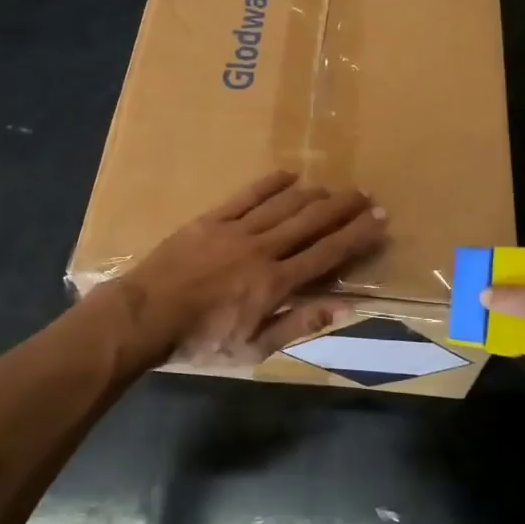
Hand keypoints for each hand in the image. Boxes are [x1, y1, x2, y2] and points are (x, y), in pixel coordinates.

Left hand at [111, 171, 387, 366]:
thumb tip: (345, 307)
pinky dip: (271, 183)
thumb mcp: (254, 348)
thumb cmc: (200, 341)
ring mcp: (236, 230)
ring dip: (313, 194)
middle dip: (343, 208)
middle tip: (367, 194)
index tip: (380, 219)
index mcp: (276, 283)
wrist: (144, 317)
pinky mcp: (211, 220)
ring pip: (283, 205)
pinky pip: (247, 195)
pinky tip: (289, 175)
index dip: (357, 235)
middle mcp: (263, 249)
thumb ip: (299, 324)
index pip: (327, 253)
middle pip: (311, 222)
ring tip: (334, 188)